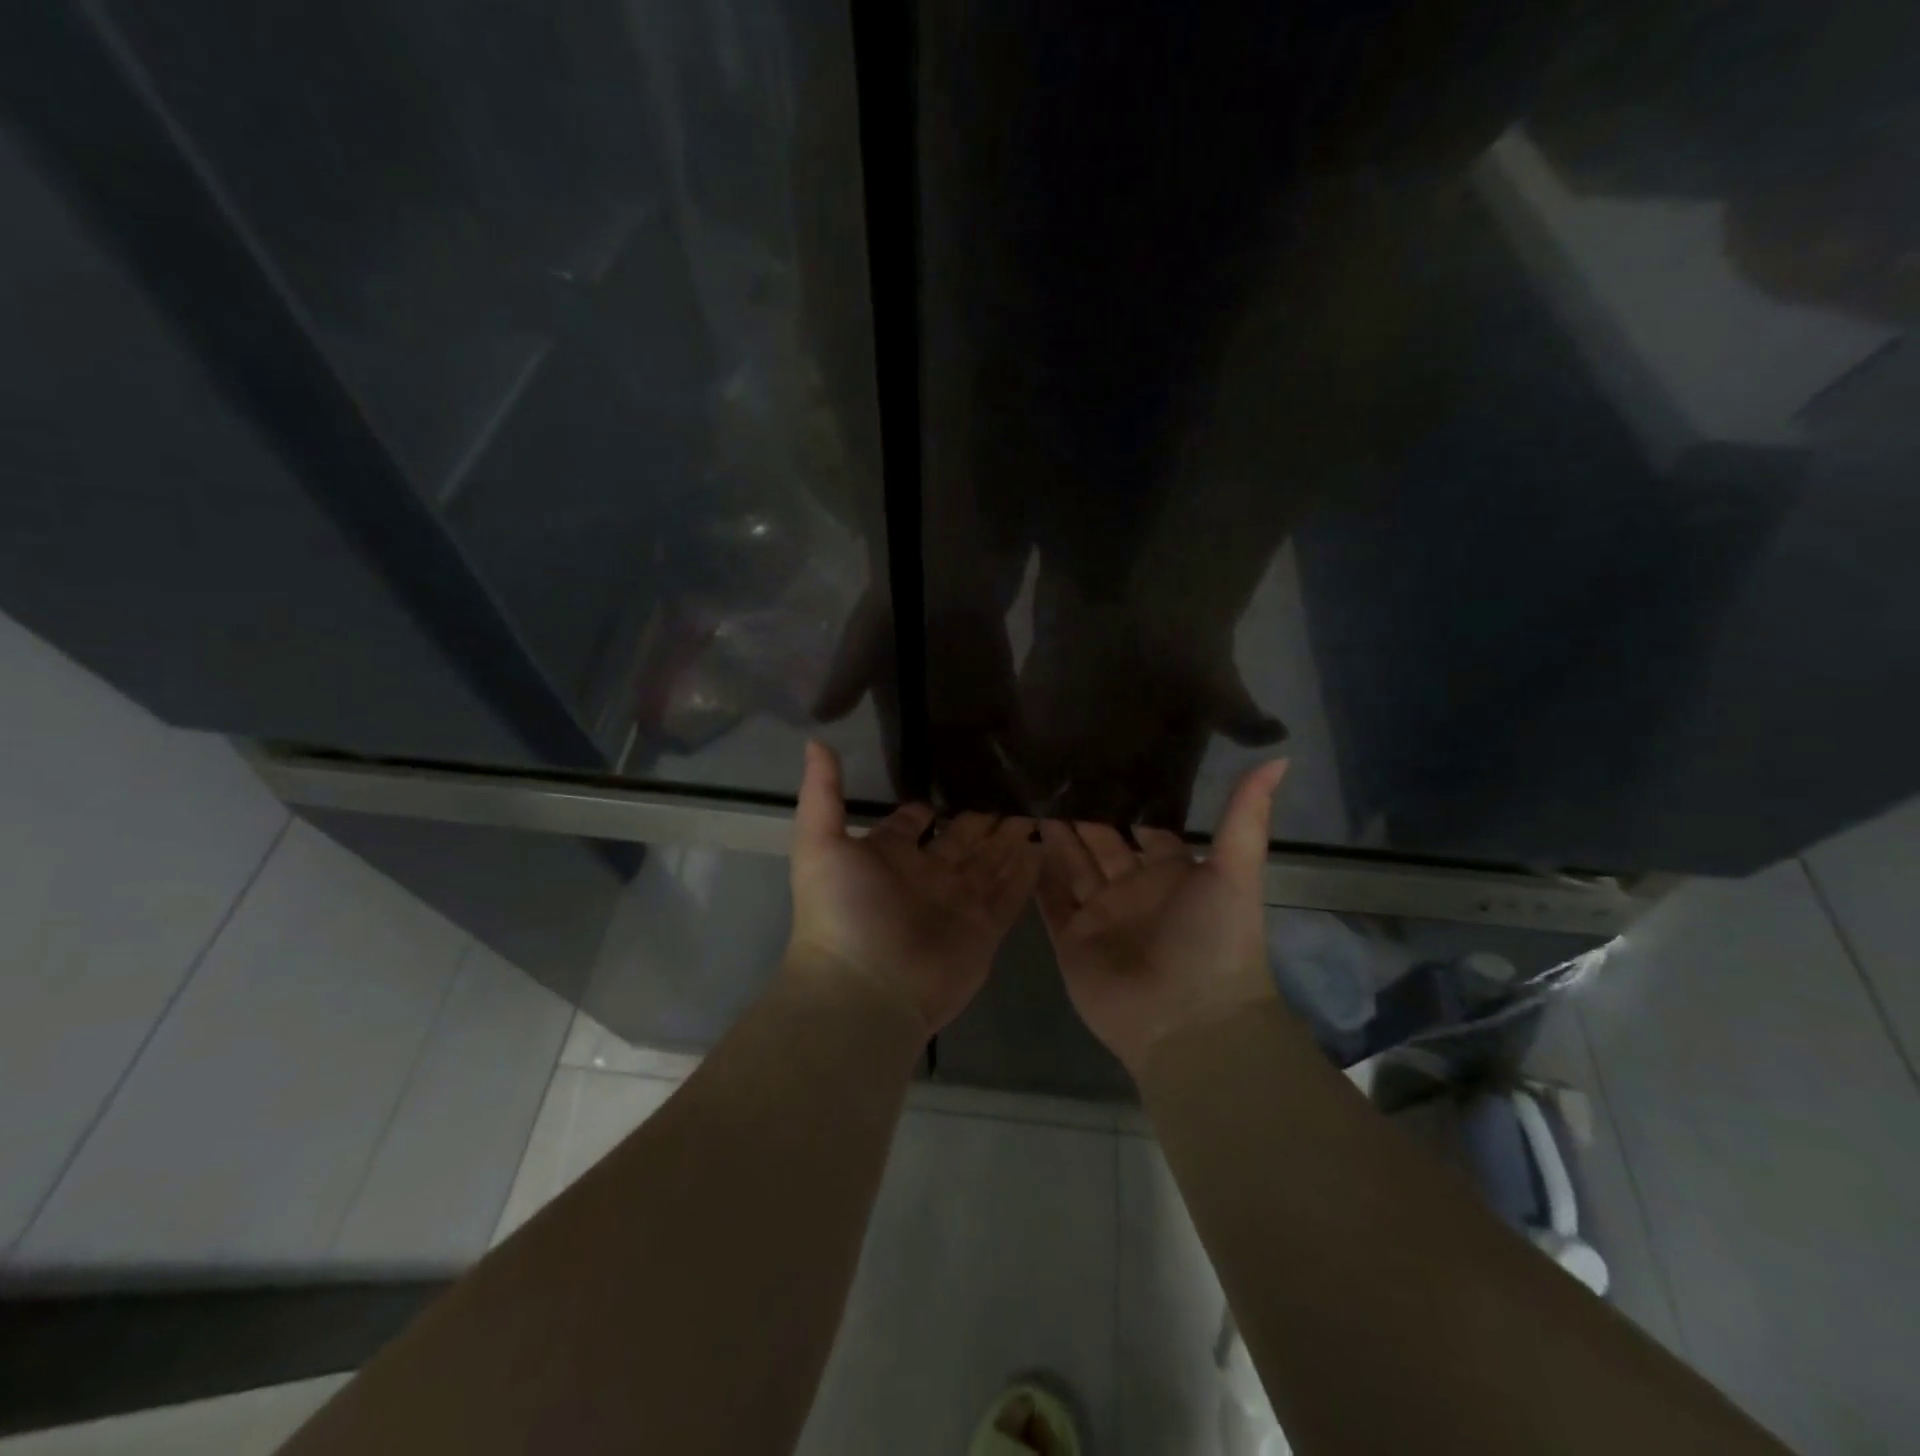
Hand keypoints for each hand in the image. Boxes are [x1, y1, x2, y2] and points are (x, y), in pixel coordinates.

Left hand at [787, 741, 1038, 1034]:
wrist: (865, 989)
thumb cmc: (842, 911)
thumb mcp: (820, 842)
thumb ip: (823, 792)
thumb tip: (816, 740)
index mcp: (889, 856)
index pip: (913, 825)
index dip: (928, 809)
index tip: (953, 780)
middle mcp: (926, 877)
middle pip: (961, 840)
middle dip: (982, 818)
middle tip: (1012, 787)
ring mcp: (958, 904)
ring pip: (991, 863)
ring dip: (1010, 839)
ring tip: (1037, 808)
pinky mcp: (985, 930)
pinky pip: (1012, 895)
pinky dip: (1028, 874)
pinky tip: (1046, 847)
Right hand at [1037, 761, 1286, 1072]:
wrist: (1188, 1022)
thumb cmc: (1215, 940)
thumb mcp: (1237, 871)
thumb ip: (1245, 816)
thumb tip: (1279, 757)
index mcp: (1171, 872)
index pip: (1142, 826)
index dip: (1124, 798)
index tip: (1100, 760)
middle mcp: (1133, 889)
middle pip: (1101, 841)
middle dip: (1081, 811)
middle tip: (1053, 768)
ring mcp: (1099, 914)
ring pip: (1071, 863)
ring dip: (1054, 833)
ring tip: (1029, 791)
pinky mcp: (1070, 938)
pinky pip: (1049, 899)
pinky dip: (1035, 873)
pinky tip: (1018, 837)